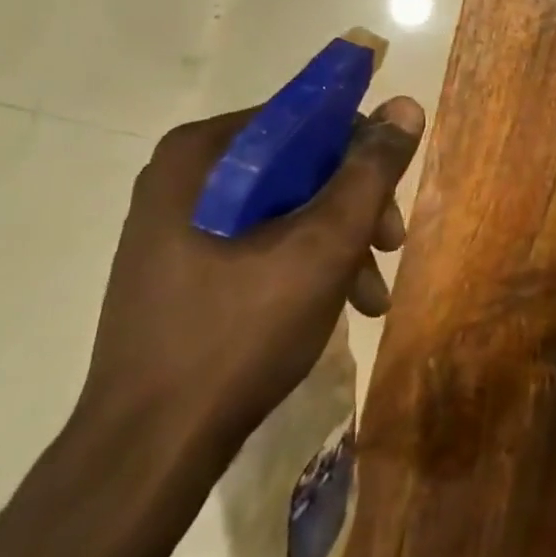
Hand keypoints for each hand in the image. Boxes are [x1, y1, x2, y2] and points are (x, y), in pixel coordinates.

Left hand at [78, 97, 425, 457]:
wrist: (149, 451)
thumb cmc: (240, 332)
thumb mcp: (325, 245)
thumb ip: (371, 171)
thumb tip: (406, 105)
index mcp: (202, 154)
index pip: (307, 118)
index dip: (361, 151)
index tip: (392, 199)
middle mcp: (185, 176)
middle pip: (300, 164)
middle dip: (355, 206)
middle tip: (391, 247)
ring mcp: (179, 223)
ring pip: (287, 205)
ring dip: (340, 240)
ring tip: (372, 293)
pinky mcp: (183, 264)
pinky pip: (262, 238)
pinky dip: (307, 262)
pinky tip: (342, 304)